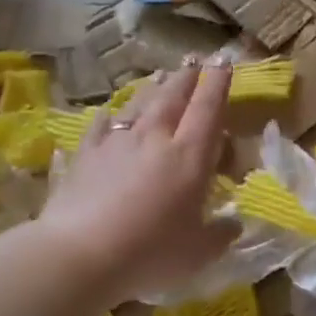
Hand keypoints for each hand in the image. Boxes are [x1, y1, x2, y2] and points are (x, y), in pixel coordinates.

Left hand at [38, 61, 241, 301]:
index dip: (219, 83)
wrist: (80, 255)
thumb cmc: (150, 253)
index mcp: (189, 157)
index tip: (224, 61)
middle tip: (195, 61)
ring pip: (138, 105)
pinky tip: (110, 112)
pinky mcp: (85, 155)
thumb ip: (220, 235)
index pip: (208, 110)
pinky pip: (101, 127)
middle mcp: (154, 139)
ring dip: (153, 88)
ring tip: (161, 75)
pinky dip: (110, 116)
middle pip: (173, 98)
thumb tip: (234, 224)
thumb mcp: (198, 253)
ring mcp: (116, 144)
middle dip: (187, 77)